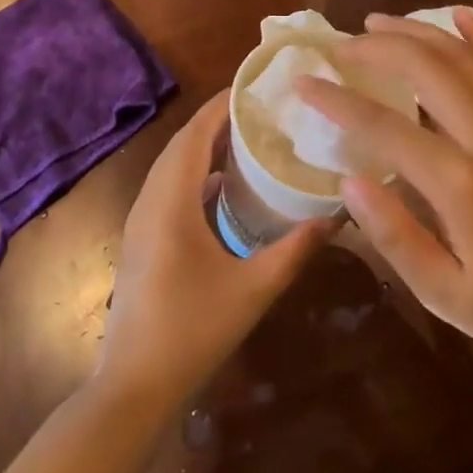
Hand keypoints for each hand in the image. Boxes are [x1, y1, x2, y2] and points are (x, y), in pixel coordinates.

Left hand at [97, 92, 333, 410]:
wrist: (134, 385)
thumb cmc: (192, 331)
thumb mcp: (253, 289)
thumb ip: (295, 250)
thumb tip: (337, 217)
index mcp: (170, 202)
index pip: (193, 135)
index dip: (220, 106)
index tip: (254, 87)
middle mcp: (150, 201)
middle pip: (181, 145)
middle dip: (216, 122)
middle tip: (260, 110)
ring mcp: (141, 221)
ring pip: (172, 167)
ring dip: (204, 148)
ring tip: (247, 138)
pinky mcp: (142, 240)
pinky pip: (169, 189)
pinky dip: (196, 175)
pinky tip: (225, 188)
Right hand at [298, 12, 472, 368]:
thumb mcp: (443, 294)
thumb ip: (394, 236)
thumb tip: (348, 182)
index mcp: (461, 185)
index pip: (384, 127)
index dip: (337, 101)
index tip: (303, 82)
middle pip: (428, 70)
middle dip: (377, 49)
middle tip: (339, 45)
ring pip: (466, 59)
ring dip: (419, 32)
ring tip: (379, 22)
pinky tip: (460, 15)